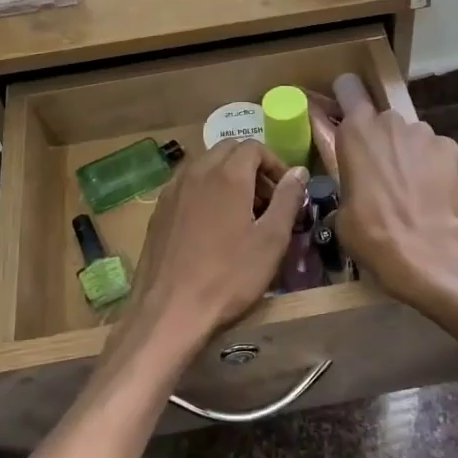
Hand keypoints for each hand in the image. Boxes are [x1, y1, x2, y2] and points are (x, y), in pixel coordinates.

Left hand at [123, 140, 309, 357]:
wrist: (170, 310)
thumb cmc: (228, 277)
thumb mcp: (271, 241)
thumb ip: (287, 200)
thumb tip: (298, 172)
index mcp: (227, 174)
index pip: (254, 147)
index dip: (275, 164)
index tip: (286, 192)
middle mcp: (196, 172)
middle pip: (227, 150)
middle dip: (251, 167)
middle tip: (266, 201)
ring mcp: (172, 190)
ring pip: (204, 165)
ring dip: (227, 177)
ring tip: (241, 213)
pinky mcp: (158, 210)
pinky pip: (186, 185)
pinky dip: (205, 190)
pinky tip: (211, 225)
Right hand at [330, 75, 457, 306]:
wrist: (421, 247)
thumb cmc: (369, 229)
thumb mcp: (341, 209)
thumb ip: (347, 184)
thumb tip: (353, 197)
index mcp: (355, 130)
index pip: (349, 87)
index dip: (348, 96)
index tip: (348, 112)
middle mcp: (389, 121)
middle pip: (383, 120)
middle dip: (383, 139)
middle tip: (383, 173)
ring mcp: (423, 132)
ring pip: (412, 136)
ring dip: (410, 154)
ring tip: (412, 188)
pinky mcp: (450, 147)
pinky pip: (437, 151)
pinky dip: (435, 166)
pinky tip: (433, 192)